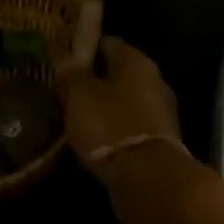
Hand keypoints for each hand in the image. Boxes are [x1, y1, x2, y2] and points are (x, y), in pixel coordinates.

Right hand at [57, 37, 185, 180]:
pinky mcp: (160, 141)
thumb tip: (65, 58)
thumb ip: (71, 74)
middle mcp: (154, 79)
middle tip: (65, 93)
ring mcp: (160, 111)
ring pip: (123, 101)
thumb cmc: (110, 125)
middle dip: (93, 82)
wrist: (149, 179)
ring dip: (103, 108)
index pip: (106, 43)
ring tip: (75, 119)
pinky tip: (94, 141)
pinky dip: (113, 131)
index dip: (83, 50)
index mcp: (136, 60)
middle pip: (117, 73)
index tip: (62, 63)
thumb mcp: (79, 95)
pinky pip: (129, 126)